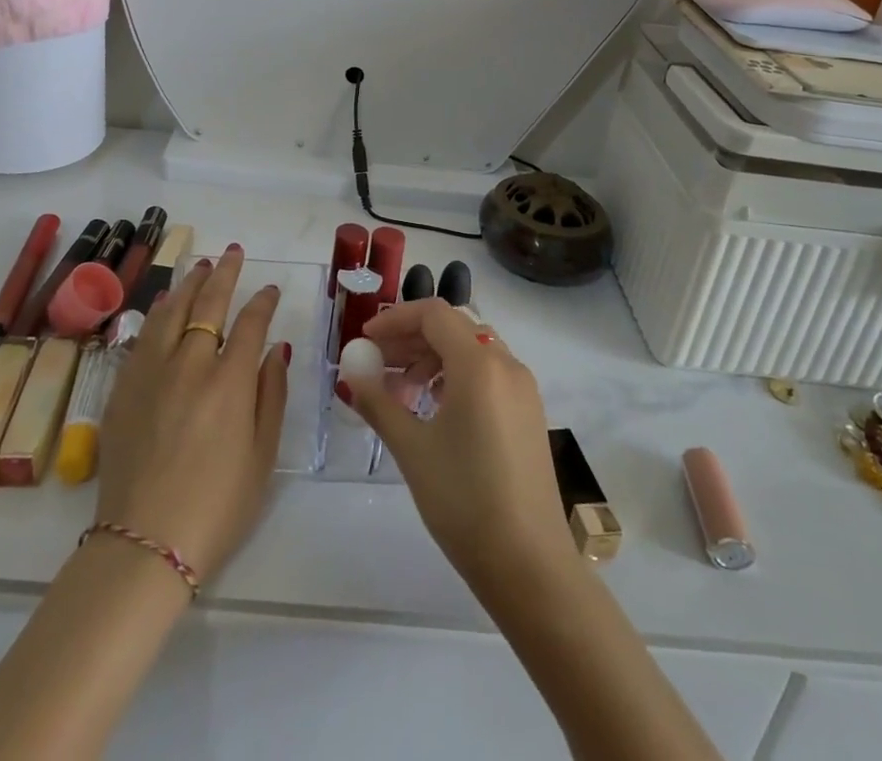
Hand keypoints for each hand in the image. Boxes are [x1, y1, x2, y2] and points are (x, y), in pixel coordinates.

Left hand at [93, 244, 289, 580]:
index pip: (250, 324)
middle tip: (233, 253)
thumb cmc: (217, 507)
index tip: (271, 289)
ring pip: (171, 312)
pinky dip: (159, 314)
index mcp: (229, 381)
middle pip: (208, 304)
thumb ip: (271, 395)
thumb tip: (275, 349)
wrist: (143, 544)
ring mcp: (151, 373)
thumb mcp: (262, 456)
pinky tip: (165, 305)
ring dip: (189, 285)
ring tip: (200, 267)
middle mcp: (189, 364)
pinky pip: (143, 337)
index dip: (263, 302)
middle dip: (224, 273)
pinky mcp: (123, 389)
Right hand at [341, 299, 576, 590]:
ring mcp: (523, 389)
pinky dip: (455, 376)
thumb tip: (351, 375)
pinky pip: (487, 374)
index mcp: (480, 364)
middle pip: (452, 328)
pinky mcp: (528, 413)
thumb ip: (378, 402)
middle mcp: (506, 364)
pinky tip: (433, 410)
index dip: (395, 320)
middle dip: (410, 339)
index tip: (366, 341)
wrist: (530, 567)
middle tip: (376, 365)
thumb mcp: (412, 449)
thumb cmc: (465, 501)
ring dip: (431, 358)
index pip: (433, 314)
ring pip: (471, 350)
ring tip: (400, 393)